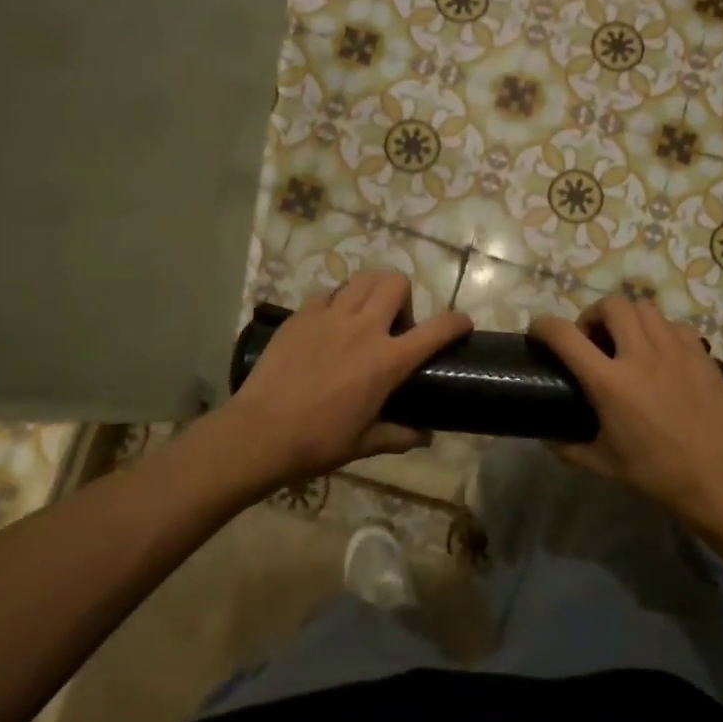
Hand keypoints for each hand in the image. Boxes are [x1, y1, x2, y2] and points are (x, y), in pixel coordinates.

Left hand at [218, 270, 471, 489]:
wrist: (260, 432)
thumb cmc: (319, 441)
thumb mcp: (365, 442)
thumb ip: (400, 435)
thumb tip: (427, 436)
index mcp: (387, 361)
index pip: (437, 329)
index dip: (456, 322)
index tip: (462, 324)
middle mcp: (364, 328)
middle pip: (396, 282)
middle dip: (404, 297)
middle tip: (394, 326)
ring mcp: (330, 317)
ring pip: (362, 279)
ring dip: (371, 292)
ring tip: (363, 316)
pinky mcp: (301, 315)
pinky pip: (328, 292)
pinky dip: (337, 301)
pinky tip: (330, 324)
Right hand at [530, 296, 722, 518]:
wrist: (716, 478)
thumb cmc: (654, 473)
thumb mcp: (601, 464)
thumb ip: (567, 447)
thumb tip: (546, 435)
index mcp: (610, 383)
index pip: (566, 336)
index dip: (544, 326)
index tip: (538, 332)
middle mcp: (641, 356)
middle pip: (611, 305)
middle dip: (593, 315)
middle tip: (593, 340)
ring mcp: (675, 351)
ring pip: (645, 309)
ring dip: (628, 320)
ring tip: (628, 343)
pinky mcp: (701, 355)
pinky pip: (675, 325)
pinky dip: (661, 331)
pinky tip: (661, 354)